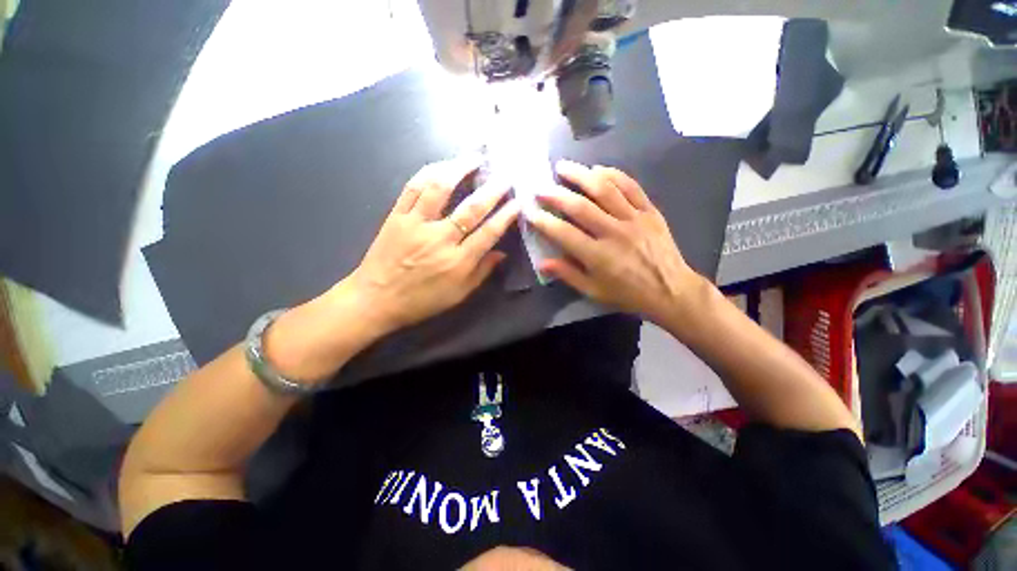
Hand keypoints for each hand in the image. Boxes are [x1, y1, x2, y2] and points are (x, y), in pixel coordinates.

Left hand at [342, 157, 519, 334]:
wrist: (376, 299)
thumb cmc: (422, 300)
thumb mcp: (458, 294)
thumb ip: (482, 272)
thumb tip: (502, 253)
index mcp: (458, 262)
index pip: (489, 233)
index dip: (506, 215)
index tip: (518, 201)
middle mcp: (440, 239)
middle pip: (471, 208)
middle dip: (492, 189)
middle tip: (505, 175)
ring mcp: (416, 224)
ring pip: (440, 189)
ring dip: (459, 169)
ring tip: (474, 158)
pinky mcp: (396, 216)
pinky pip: (412, 188)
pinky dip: (428, 172)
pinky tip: (442, 165)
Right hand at [526, 160, 705, 325]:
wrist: (670, 290)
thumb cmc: (627, 294)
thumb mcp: (594, 291)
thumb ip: (568, 274)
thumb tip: (542, 262)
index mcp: (598, 256)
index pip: (564, 233)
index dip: (544, 221)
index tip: (530, 211)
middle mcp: (614, 233)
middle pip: (581, 207)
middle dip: (556, 194)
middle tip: (540, 187)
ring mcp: (634, 219)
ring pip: (604, 190)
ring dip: (581, 175)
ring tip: (563, 167)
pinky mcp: (649, 211)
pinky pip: (631, 187)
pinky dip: (613, 174)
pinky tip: (597, 169)